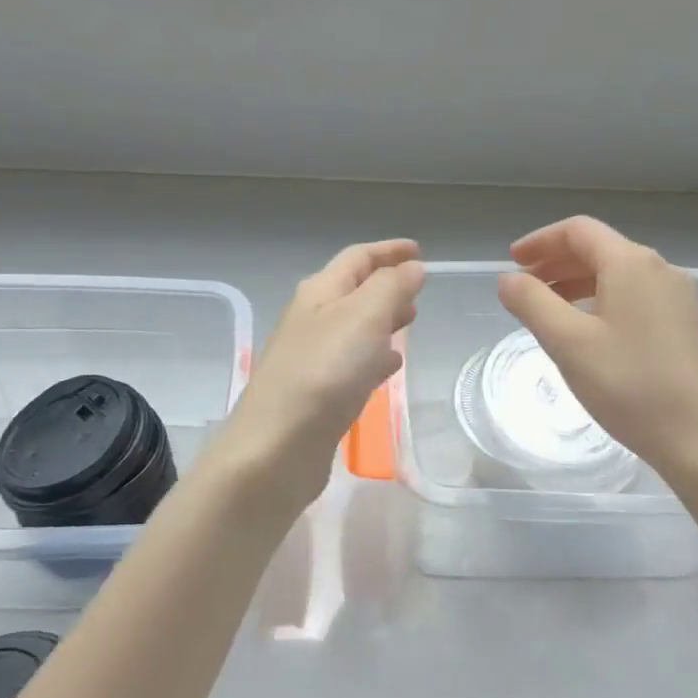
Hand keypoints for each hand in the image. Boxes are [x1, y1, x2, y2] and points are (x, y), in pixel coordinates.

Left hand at [207, 239, 424, 512]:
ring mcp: (312, 357)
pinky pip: (352, 362)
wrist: (277, 446)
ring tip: (411, 322)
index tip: (419, 250)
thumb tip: (412, 267)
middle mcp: (312, 319)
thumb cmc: (324, 372)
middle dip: (387, 285)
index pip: (357, 258)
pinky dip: (374, 356)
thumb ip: (391, 288)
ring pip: (354, 327)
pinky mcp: (318, 393)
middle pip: (353, 290)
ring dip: (382, 319)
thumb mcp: (364, 317)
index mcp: (320, 292)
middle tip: (419, 291)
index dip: (388, 250)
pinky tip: (390, 366)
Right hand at [497, 216, 697, 486]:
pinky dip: (601, 300)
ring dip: (578, 282)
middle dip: (557, 261)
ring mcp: (677, 297)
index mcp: (631, 263)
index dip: (540, 241)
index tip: (512, 261)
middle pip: (600, 249)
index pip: (578, 231)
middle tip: (524, 285)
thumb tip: (507, 279)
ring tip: (548, 308)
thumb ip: (532, 303)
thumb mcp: (568, 343)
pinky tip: (587, 330)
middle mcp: (659, 269)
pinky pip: (634, 295)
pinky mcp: (685, 324)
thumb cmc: (629, 385)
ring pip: (618, 274)